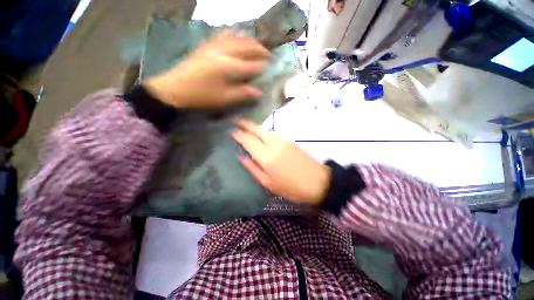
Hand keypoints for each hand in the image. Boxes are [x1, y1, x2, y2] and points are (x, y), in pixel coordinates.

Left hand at [144, 34, 270, 107]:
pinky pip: (223, 34)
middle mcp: (223, 51)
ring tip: (257, 45)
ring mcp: (214, 45)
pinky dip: (233, 33)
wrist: (175, 88)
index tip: (271, 68)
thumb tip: (259, 92)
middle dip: (260, 50)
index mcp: (229, 66)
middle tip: (269, 55)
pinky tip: (236, 34)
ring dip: (249, 40)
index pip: (252, 65)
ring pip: (237, 37)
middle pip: (246, 47)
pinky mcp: (206, 45)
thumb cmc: (202, 96)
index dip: (262, 67)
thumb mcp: (224, 99)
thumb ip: (242, 94)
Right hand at [232, 120, 330, 204]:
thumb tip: (242, 156)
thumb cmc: (291, 187)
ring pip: (266, 130)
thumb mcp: (268, 183)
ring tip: (248, 128)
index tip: (232, 132)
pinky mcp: (291, 141)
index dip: (239, 135)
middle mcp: (274, 144)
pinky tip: (262, 135)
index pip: (249, 141)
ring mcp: (284, 141)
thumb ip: (253, 168)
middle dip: (246, 124)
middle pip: (258, 130)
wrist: (318, 182)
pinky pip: (274, 134)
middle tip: (237, 122)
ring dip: (256, 127)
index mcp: (267, 156)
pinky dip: (265, 132)